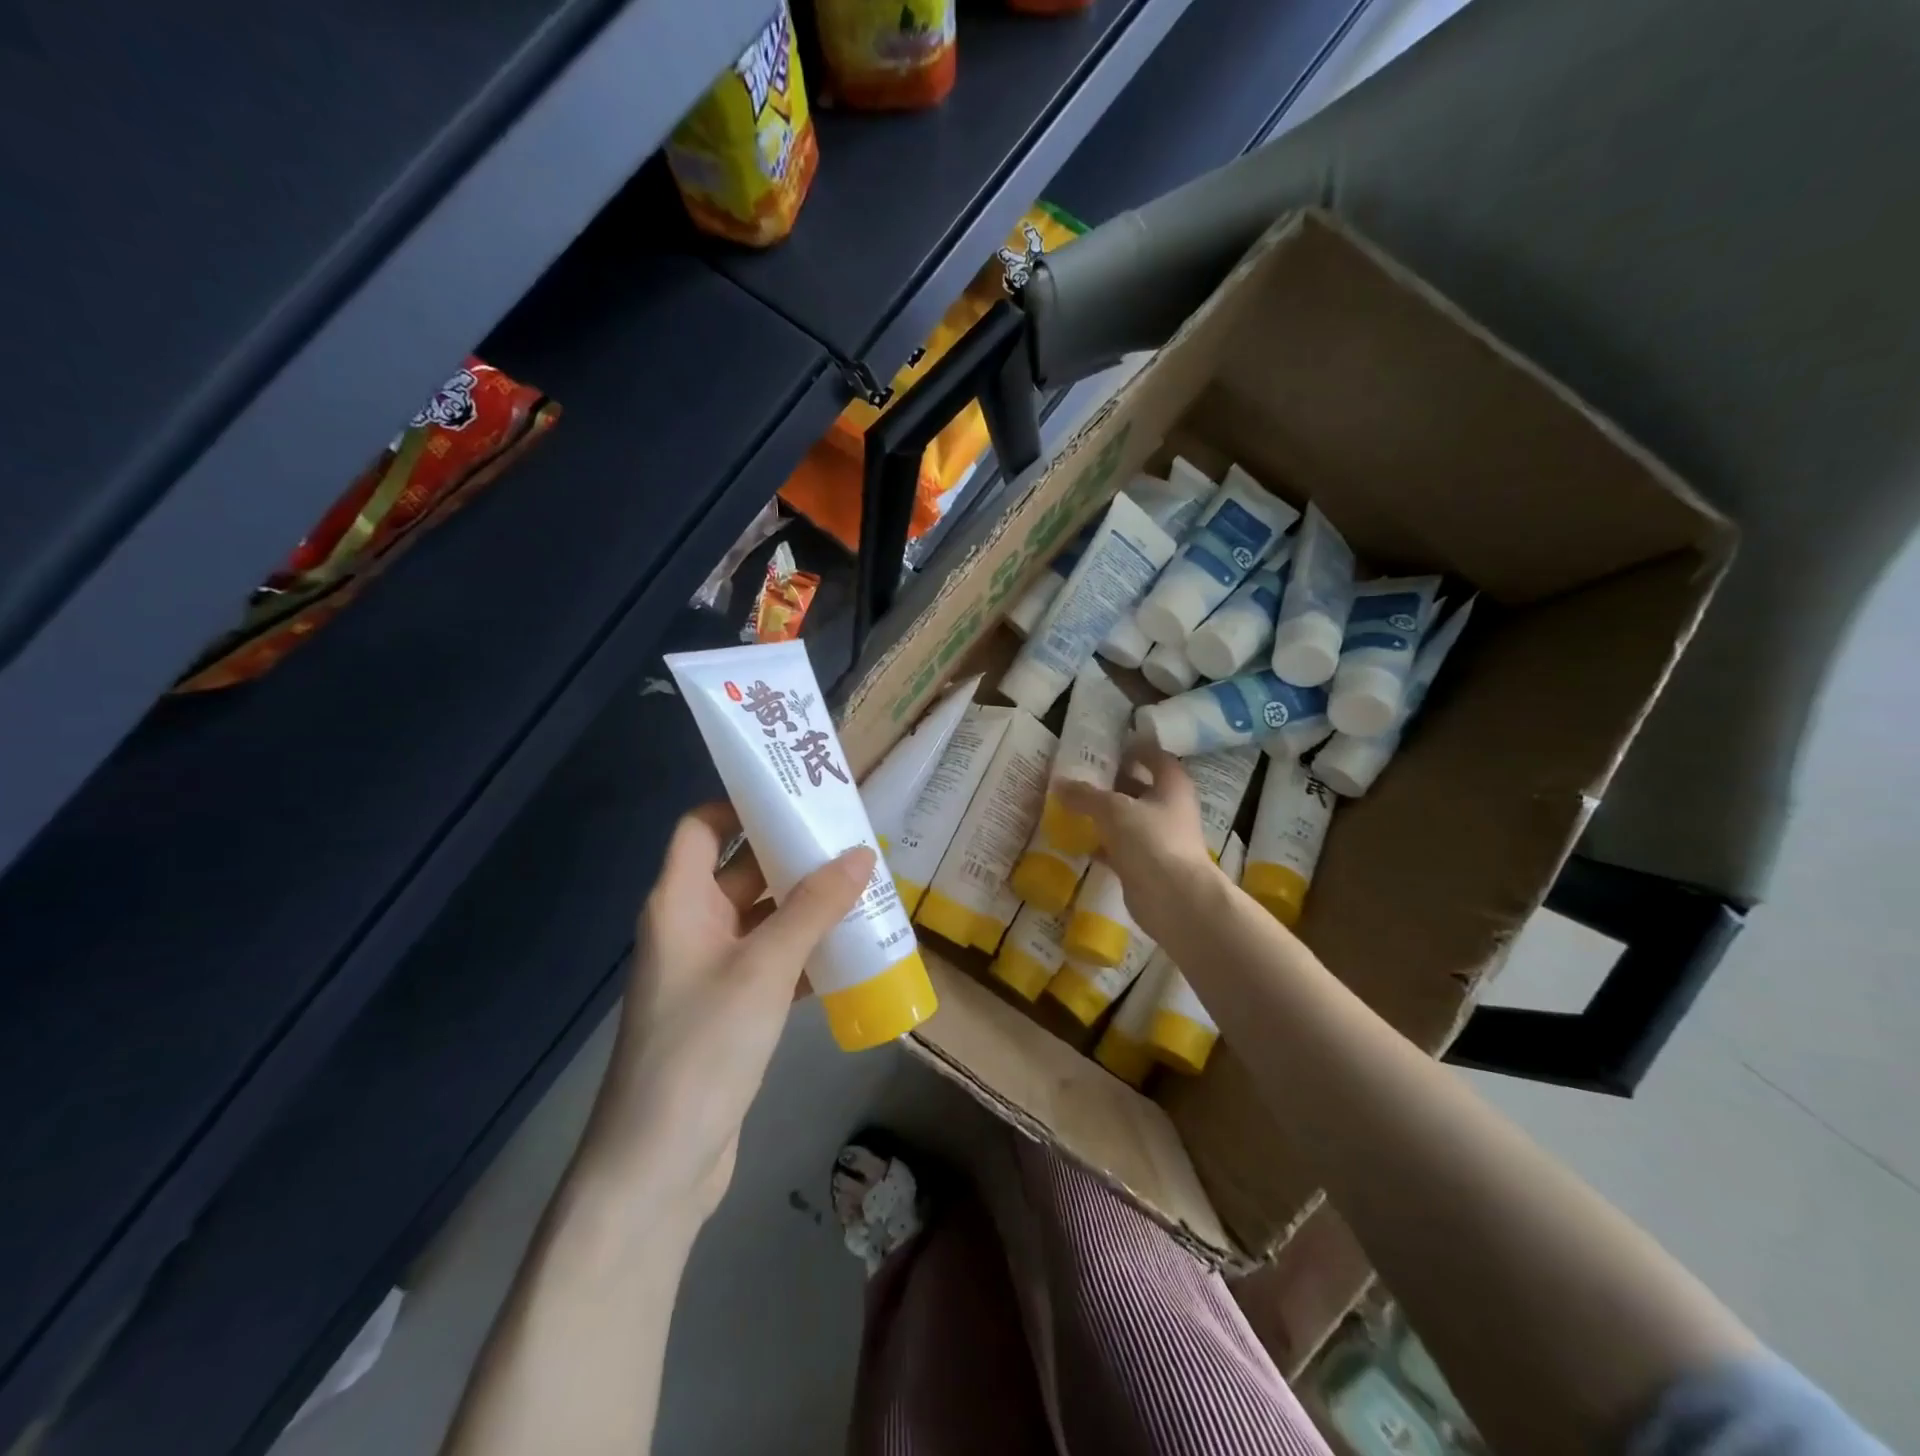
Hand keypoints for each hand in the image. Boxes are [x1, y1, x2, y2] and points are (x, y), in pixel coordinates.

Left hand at [591, 804, 874, 1220]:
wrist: (659, 1166)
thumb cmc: (702, 1048)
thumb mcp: (764, 968)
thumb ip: (814, 908)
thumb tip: (862, 854)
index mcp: (680, 903)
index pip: (702, 828)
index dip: (741, 804)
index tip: (797, 794)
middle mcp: (692, 927)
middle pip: (743, 870)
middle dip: (793, 853)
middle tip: (852, 836)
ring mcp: (713, 971)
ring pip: (765, 917)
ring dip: (809, 904)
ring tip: (865, 884)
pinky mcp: (733, 1009)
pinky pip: (775, 961)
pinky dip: (808, 950)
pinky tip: (853, 947)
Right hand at [1056, 744, 1218, 936]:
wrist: (1174, 899)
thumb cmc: (1151, 840)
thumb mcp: (1113, 809)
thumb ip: (1086, 795)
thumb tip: (1059, 783)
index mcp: (1171, 785)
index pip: (1155, 757)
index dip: (1135, 748)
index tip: (1108, 745)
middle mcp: (1170, 808)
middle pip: (1140, 787)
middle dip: (1113, 782)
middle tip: (1081, 774)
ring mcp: (1160, 839)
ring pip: (1129, 819)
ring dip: (1105, 814)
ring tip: (1073, 804)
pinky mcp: (1147, 865)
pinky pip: (1121, 847)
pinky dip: (1103, 843)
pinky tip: (1079, 840)